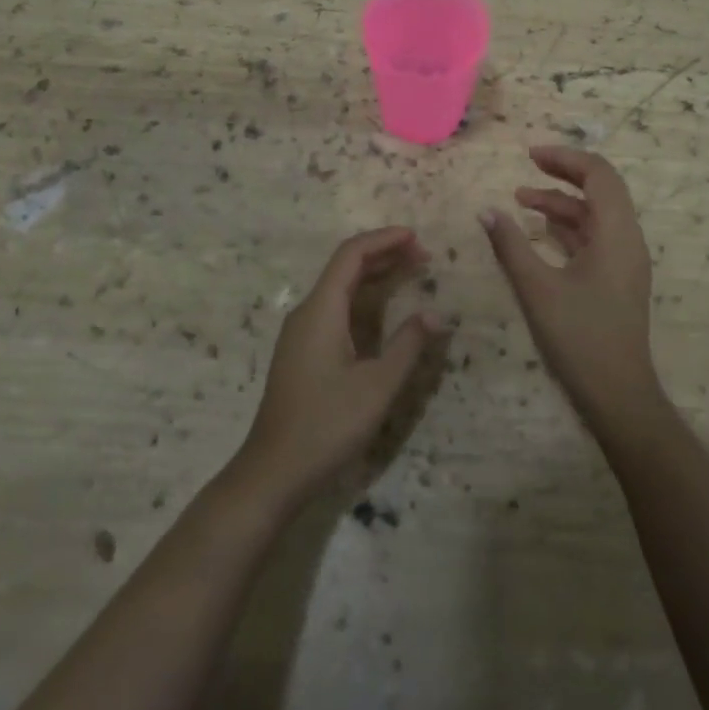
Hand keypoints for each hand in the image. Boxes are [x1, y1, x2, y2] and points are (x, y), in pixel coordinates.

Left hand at [236, 227, 439, 505]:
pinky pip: (335, 308)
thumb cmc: (327, 425)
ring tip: (411, 273)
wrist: (273, 472)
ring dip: (374, 276)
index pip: (351, 255)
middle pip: (345, 267)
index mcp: (321, 310)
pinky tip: (383, 312)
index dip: (384, 240)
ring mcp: (301, 333)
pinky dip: (363, 298)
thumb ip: (408, 345)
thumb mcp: (377, 386)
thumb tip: (435, 314)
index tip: (417, 237)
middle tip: (423, 256)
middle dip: (384, 255)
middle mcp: (307, 312)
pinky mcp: (302, 352)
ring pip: (339, 288)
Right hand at [480, 146, 660, 425]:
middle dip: (564, 174)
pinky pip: (594, 238)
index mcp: (617, 233)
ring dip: (562, 203)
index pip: (599, 175)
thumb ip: (511, 246)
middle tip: (528, 166)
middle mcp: (627, 239)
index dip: (566, 158)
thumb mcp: (537, 289)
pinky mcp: (617, 279)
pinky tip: (539, 231)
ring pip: (596, 215)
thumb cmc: (579, 337)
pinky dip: (568, 227)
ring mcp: (625, 260)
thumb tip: (486, 211)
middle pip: (601, 189)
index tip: (531, 155)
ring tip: (522, 199)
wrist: (617, 393)